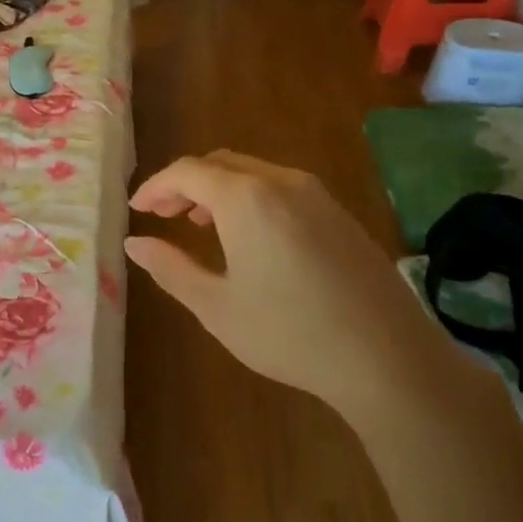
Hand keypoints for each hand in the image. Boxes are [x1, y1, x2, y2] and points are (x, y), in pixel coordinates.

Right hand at [125, 151, 462, 420]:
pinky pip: (281, 188)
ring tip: (199, 224)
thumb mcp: (215, 306)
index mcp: (246, 198)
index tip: (136, 209)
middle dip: (185, 184)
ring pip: (253, 172)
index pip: (187, 172)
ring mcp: (317, 195)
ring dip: (218, 189)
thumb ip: (170, 268)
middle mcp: (281, 181)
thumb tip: (134, 243)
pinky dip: (250, 198)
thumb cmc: (289, 333)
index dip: (156, 186)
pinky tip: (249, 236)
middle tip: (163, 215)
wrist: (387, 358)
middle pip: (220, 163)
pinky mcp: (339, 214)